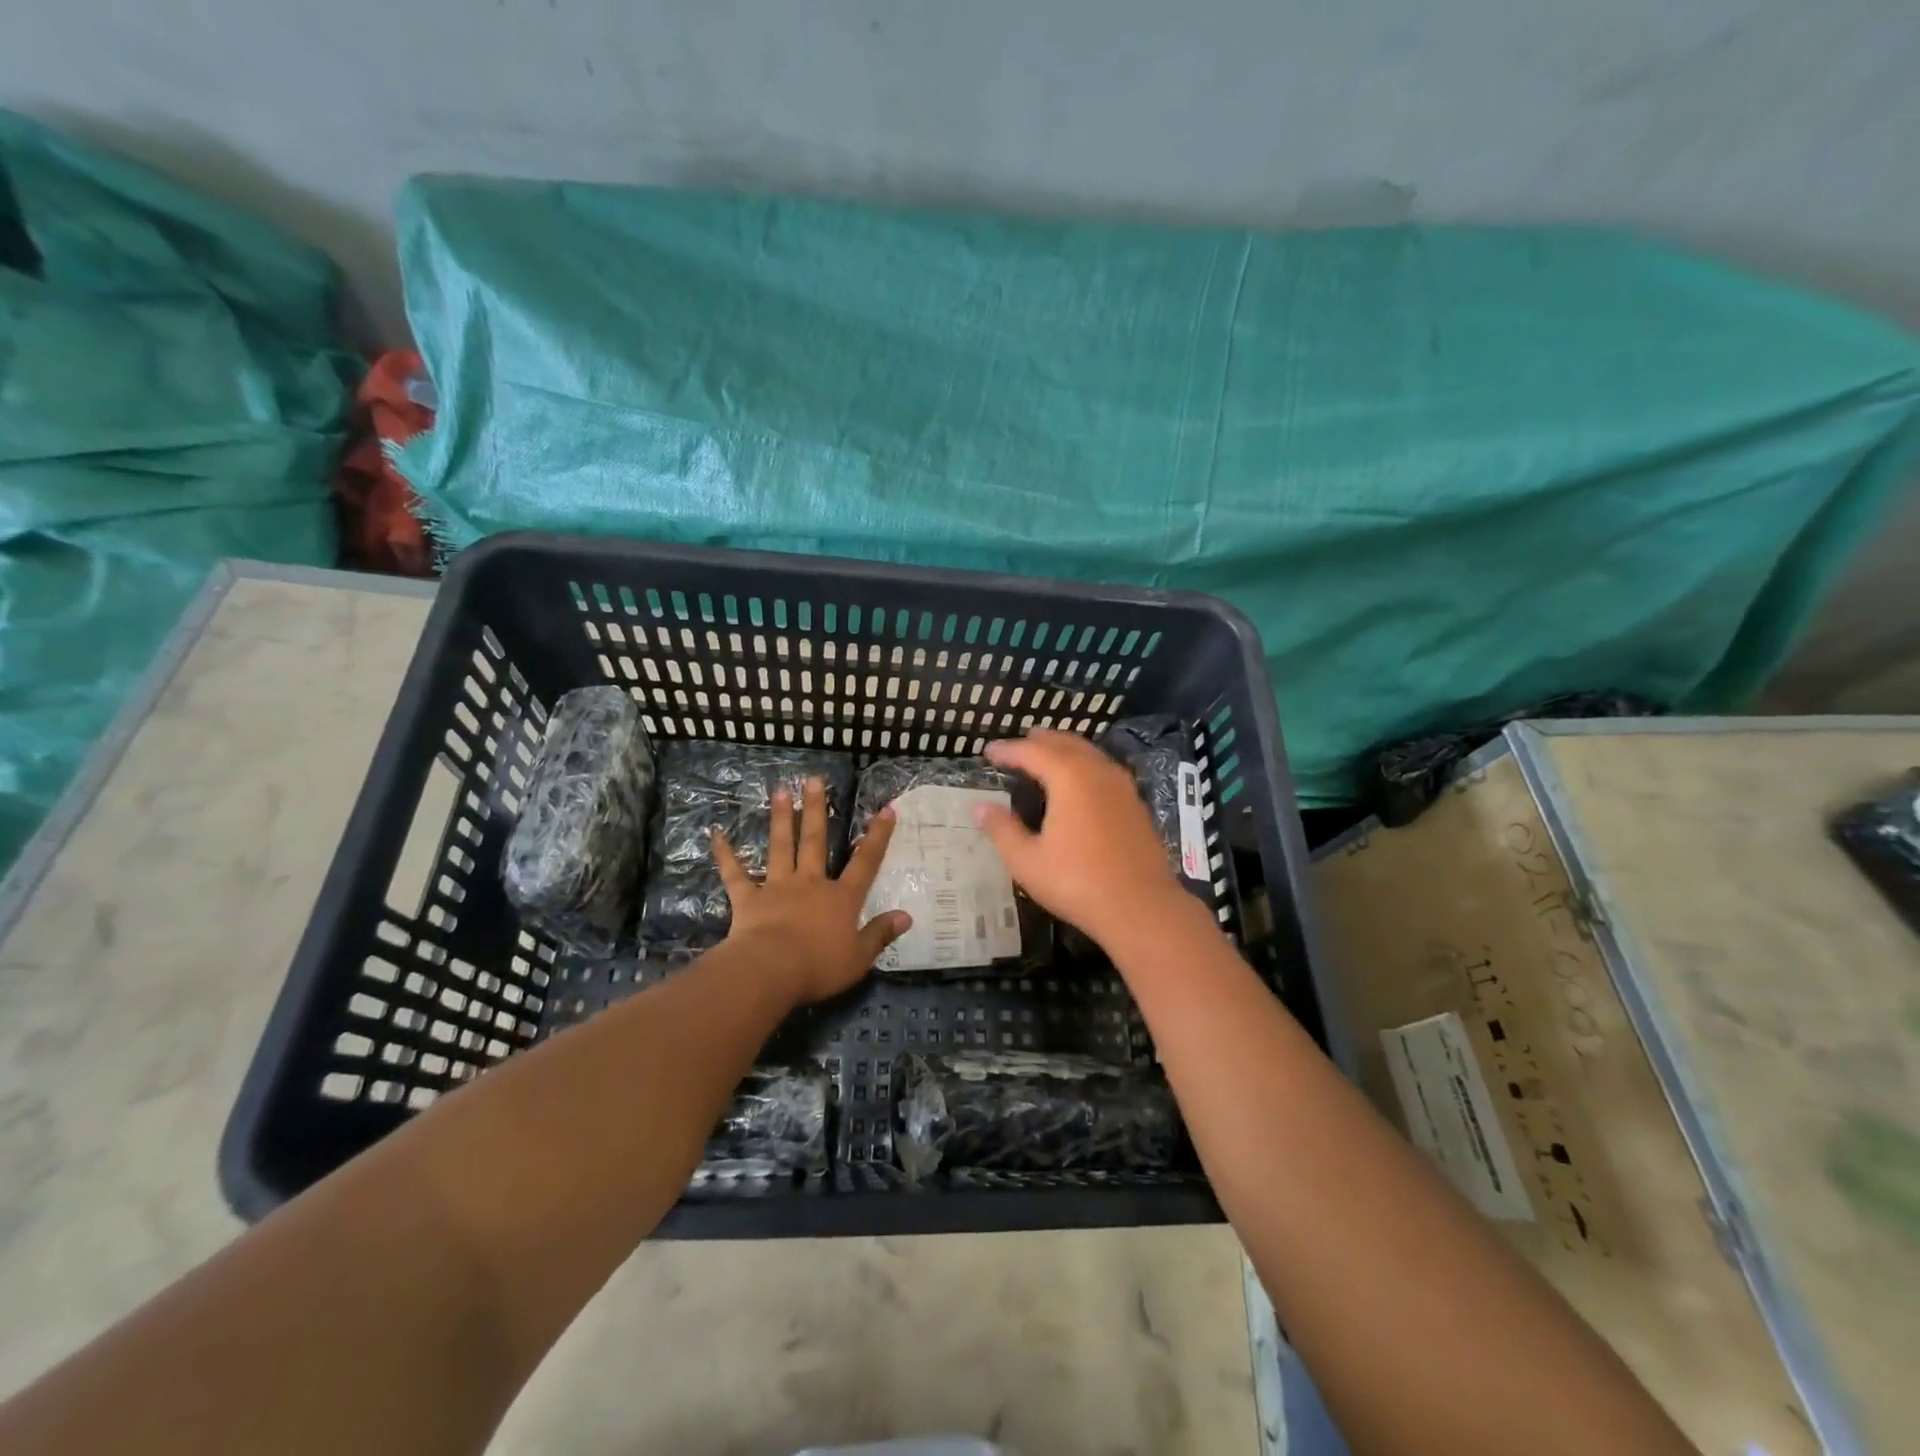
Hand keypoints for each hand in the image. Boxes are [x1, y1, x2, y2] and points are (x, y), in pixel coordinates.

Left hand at [712, 776, 911, 1003]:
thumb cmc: (818, 966)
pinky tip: (716, 835)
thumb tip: (906, 916)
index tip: (885, 809)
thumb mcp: (859, 957)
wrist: (770, 971)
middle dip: (817, 810)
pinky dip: (725, 855)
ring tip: (780, 791)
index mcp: (840, 898)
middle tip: (813, 780)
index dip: (877, 836)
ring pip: (780, 847)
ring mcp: (777, 888)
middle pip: (816, 841)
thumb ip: (880, 934)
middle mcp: (810, 884)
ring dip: (781, 819)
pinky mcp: (748, 899)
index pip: (865, 863)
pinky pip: (735, 874)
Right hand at [973, 729, 1186, 948]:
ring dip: (1065, 749)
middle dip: (1040, 741)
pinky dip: (1085, 765)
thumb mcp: (1027, 860)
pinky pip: (1104, 769)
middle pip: (1065, 744)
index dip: (1008, 750)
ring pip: (1089, 754)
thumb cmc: (1077, 882)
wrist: (1142, 908)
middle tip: (1019, 744)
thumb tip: (979, 806)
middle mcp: (1098, 772)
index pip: (1032, 752)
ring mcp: (1122, 787)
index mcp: (1069, 777)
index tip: (988, 752)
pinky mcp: (1136, 805)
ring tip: (1047, 754)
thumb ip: (1002, 829)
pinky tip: (1080, 782)